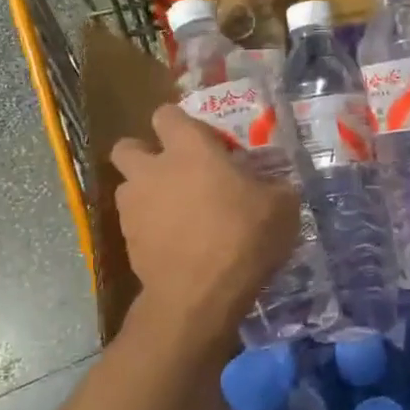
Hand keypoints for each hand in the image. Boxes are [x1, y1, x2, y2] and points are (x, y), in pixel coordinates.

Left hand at [110, 105, 297, 336]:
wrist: (200, 295)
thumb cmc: (243, 237)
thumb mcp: (282, 207)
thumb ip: (274, 186)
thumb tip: (273, 185)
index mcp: (189, 148)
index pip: (167, 114)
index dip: (182, 124)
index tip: (203, 142)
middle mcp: (152, 169)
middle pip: (128, 146)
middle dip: (144, 154)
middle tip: (174, 172)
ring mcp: (133, 206)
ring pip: (127, 186)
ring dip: (145, 193)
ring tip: (174, 212)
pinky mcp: (126, 241)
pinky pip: (133, 224)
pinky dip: (149, 228)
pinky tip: (174, 244)